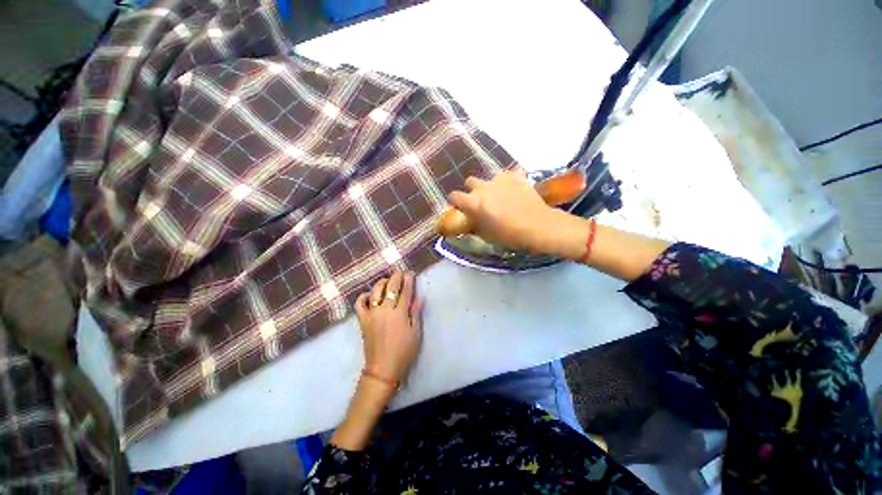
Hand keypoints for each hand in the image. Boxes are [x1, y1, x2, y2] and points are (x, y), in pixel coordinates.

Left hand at [354, 270, 422, 383]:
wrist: (383, 369)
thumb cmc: (404, 352)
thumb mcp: (416, 333)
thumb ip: (416, 313)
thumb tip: (419, 297)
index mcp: (400, 314)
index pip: (405, 291)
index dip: (409, 280)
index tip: (411, 273)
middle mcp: (384, 310)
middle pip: (390, 287)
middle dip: (396, 277)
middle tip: (401, 273)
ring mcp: (372, 314)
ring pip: (375, 291)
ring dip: (382, 282)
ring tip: (388, 281)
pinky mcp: (362, 320)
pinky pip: (360, 304)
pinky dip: (364, 296)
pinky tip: (370, 295)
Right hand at [448, 169, 561, 253]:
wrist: (536, 227)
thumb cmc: (508, 235)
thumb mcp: (486, 235)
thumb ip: (474, 225)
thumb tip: (469, 221)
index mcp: (473, 202)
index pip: (454, 196)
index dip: (455, 202)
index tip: (459, 207)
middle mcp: (483, 187)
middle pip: (470, 181)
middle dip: (472, 190)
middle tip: (481, 201)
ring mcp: (500, 179)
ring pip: (489, 176)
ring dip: (491, 184)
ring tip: (500, 194)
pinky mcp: (517, 176)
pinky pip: (510, 173)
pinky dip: (511, 180)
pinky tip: (515, 188)